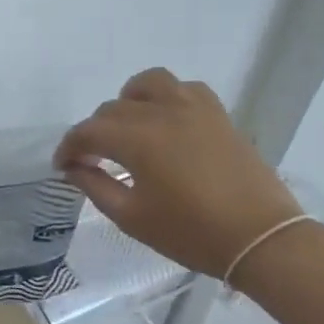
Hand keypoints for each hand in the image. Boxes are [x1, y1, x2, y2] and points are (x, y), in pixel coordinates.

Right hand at [54, 68, 300, 278]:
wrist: (260, 239)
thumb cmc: (190, 233)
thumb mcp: (131, 217)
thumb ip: (96, 186)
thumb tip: (74, 168)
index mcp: (137, 140)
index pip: (87, 132)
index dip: (69, 148)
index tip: (63, 167)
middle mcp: (162, 113)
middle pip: (112, 109)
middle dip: (94, 133)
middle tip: (92, 161)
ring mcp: (194, 109)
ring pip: (148, 84)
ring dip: (128, 102)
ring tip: (128, 128)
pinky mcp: (218, 115)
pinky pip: (185, 89)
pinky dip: (166, 98)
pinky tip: (166, 122)